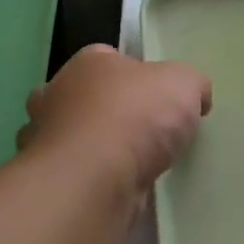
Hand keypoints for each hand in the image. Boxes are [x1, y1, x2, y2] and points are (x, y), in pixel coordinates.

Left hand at [19, 44, 211, 194]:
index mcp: (87, 63)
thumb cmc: (135, 117)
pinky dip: (93, 176)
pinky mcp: (50, 177)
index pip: (109, 57)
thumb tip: (196, 97)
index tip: (159, 96)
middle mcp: (57, 94)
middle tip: (147, 131)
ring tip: (134, 164)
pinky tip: (118, 186)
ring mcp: (46, 138)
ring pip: (76, 135)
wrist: (94, 178)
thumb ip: (192, 84)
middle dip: (111, 110)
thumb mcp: (184, 84)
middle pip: (88, 96)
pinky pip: (77, 171)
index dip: (136, 74)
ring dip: (98, 146)